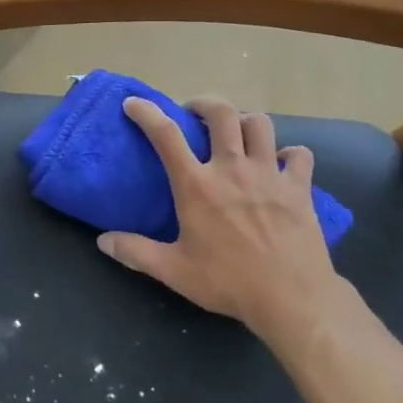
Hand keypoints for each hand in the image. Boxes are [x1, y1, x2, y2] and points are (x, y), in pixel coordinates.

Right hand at [97, 95, 348, 346]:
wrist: (292, 298)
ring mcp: (269, 175)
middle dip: (204, 104)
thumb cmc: (228, 283)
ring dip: (245, 121)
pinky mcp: (299, 187)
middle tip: (194, 113)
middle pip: (222, 113)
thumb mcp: (173, 271)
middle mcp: (232, 169)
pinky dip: (289, 153)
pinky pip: (299, 154)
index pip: (166, 135)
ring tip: (236, 133)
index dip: (147, 113)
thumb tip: (103, 241)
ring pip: (259, 124)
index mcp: (197, 186)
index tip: (134, 104)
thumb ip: (136, 252)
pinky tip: (280, 163)